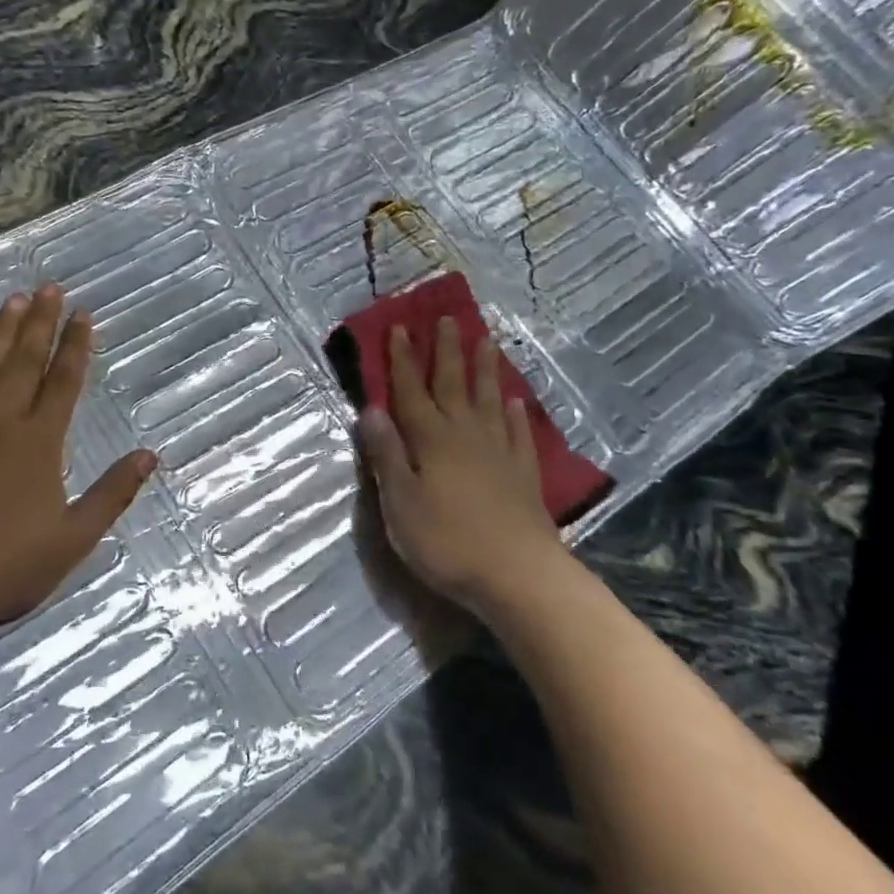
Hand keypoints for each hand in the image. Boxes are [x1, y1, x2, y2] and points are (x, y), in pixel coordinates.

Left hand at [0, 286, 156, 642]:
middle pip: (23, 364)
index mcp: (38, 444)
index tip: (84, 313)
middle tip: (49, 288)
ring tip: (12, 301)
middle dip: (40, 324)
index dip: (76, 346)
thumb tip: (150, 454)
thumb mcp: (72, 540)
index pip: (64, 383)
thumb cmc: (2, 569)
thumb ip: (112, 494)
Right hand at [356, 318, 568, 612]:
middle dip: (446, 351)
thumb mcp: (400, 502)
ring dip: (484, 370)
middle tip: (447, 318)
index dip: (402, 359)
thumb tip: (370, 409)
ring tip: (486, 341)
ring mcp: (498, 452)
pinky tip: (513, 401)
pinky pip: (517, 432)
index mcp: (430, 439)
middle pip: (453, 384)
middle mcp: (465, 434)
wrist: (518, 575)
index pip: (411, 391)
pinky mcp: (523, 474)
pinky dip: (513, 414)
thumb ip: (386, 454)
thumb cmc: (447, 541)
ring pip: (488, 400)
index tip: (400, 327)